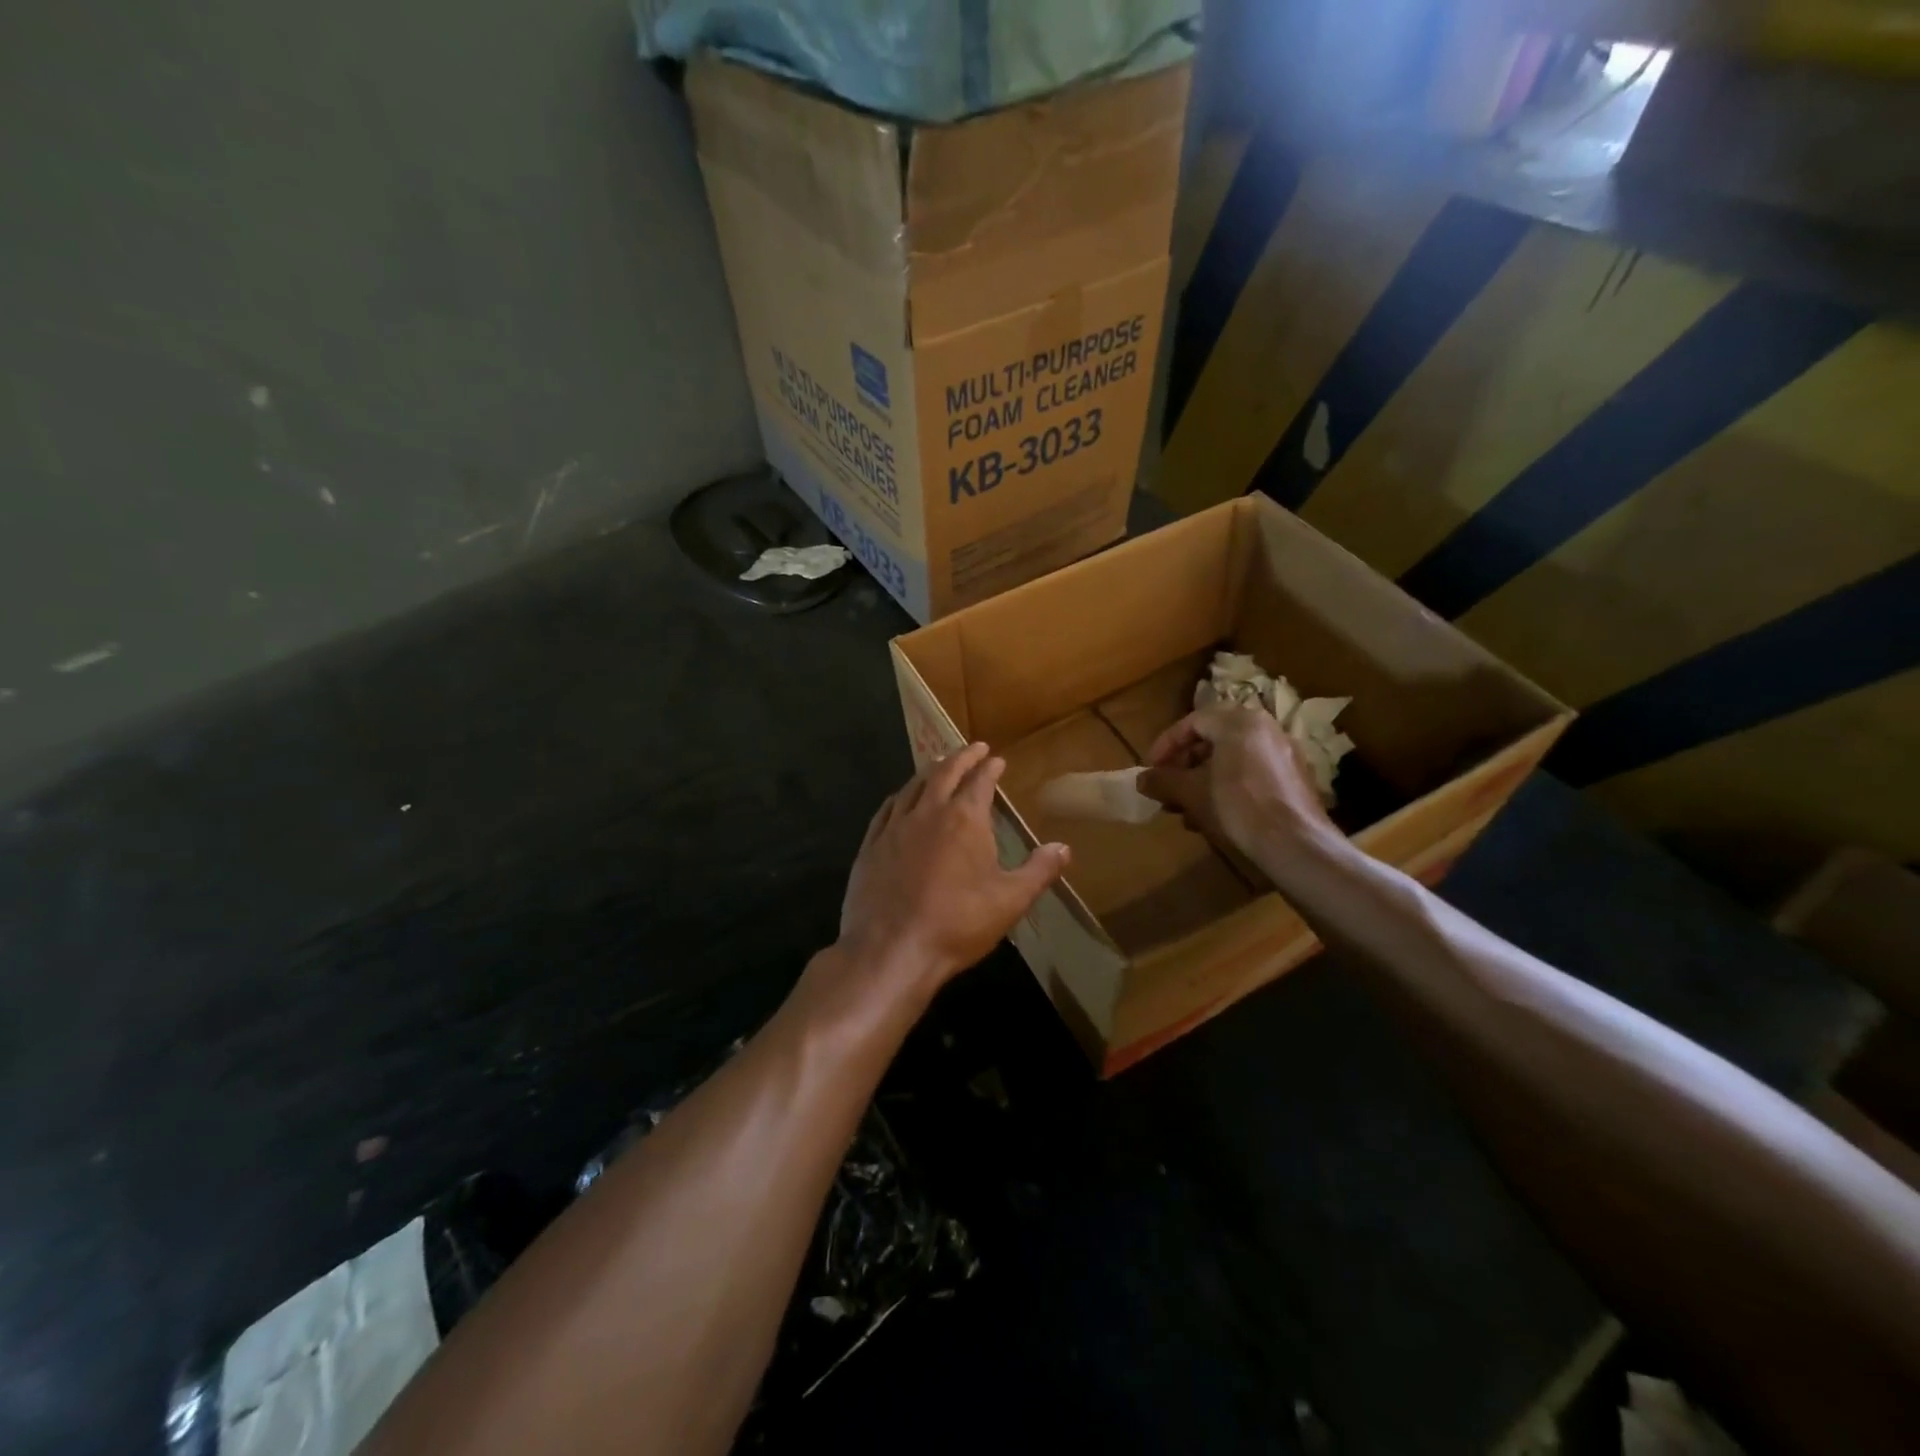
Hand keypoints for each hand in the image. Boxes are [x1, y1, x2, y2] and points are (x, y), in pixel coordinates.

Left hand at [834, 743, 1069, 1010]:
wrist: (892, 950)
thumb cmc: (957, 924)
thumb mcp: (1010, 901)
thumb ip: (1039, 871)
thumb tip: (1064, 847)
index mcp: (964, 819)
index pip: (980, 781)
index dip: (990, 768)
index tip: (996, 759)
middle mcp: (928, 812)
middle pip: (944, 773)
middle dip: (961, 757)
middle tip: (972, 747)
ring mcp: (894, 827)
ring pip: (913, 786)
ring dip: (929, 771)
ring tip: (938, 764)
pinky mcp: (871, 846)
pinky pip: (887, 809)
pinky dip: (900, 797)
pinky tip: (901, 799)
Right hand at [1139, 707, 1335, 861]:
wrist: (1295, 843)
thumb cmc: (1236, 806)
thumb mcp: (1190, 793)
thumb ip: (1162, 781)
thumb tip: (1141, 780)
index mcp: (1238, 721)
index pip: (1192, 722)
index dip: (1165, 746)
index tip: (1150, 769)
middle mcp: (1265, 728)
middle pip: (1213, 740)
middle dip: (1184, 766)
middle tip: (1168, 790)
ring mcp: (1284, 752)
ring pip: (1231, 759)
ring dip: (1203, 780)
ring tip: (1187, 809)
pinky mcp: (1295, 778)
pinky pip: (1251, 773)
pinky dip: (1228, 787)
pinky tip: (1215, 817)